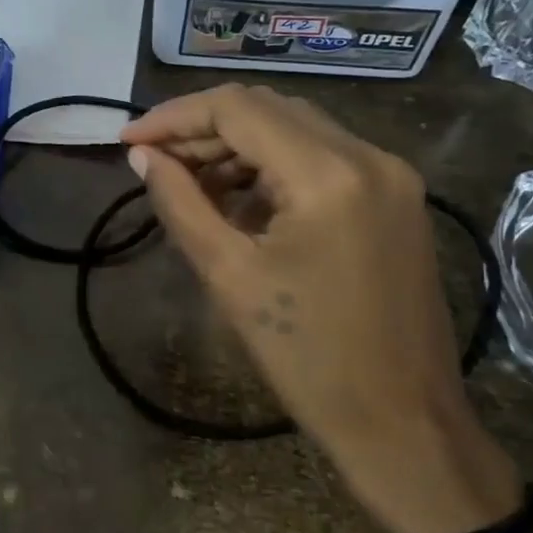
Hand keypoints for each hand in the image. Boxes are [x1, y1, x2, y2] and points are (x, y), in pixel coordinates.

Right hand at [122, 85, 520, 532]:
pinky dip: (275, 167)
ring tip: (190, 183)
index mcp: (328, 174)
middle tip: (155, 162)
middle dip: (203, 129)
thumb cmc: (308, 359)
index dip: (174, 117)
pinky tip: (240, 199)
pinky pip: (324, 158)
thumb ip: (180, 203)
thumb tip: (143, 157)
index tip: (129, 141)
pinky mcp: (397, 198)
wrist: (403, 423)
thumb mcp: (229, 276)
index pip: (238, 109)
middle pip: (269, 110)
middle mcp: (368, 155)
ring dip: (238, 146)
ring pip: (297, 129)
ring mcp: (391, 175)